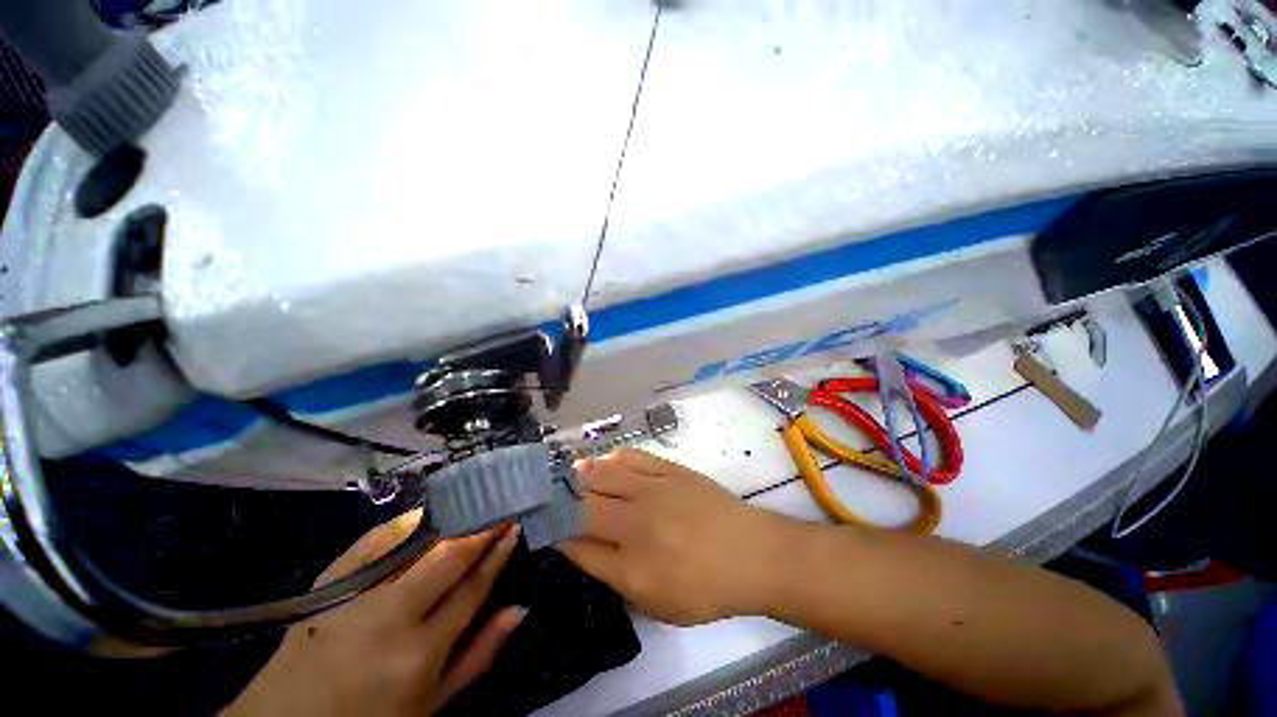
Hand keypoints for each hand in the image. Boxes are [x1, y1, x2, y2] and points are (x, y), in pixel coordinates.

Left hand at [225, 511, 523, 716]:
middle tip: (500, 503)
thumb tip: (519, 608)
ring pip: (415, 542)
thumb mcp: (431, 706)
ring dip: (450, 518)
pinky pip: (372, 542)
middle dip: (480, 526)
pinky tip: (425, 512)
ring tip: (473, 502)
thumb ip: (478, 656)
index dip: (498, 553)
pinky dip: (403, 524)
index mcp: (420, 655)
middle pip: (448, 557)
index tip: (514, 526)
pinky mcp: (326, 585)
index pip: (473, 588)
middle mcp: (390, 618)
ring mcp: (353, 598)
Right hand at [558, 449, 785, 624]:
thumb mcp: (657, 604)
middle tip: (549, 496)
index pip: (578, 546)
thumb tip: (582, 547)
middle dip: (560, 500)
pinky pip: (632, 456)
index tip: (545, 527)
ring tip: (569, 473)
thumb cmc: (706, 588)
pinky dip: (612, 457)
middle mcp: (636, 524)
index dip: (556, 535)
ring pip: (603, 474)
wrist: (750, 553)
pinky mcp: (670, 469)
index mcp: (632, 567)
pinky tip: (604, 460)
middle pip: (584, 505)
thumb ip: (615, 576)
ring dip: (581, 474)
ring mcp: (654, 490)